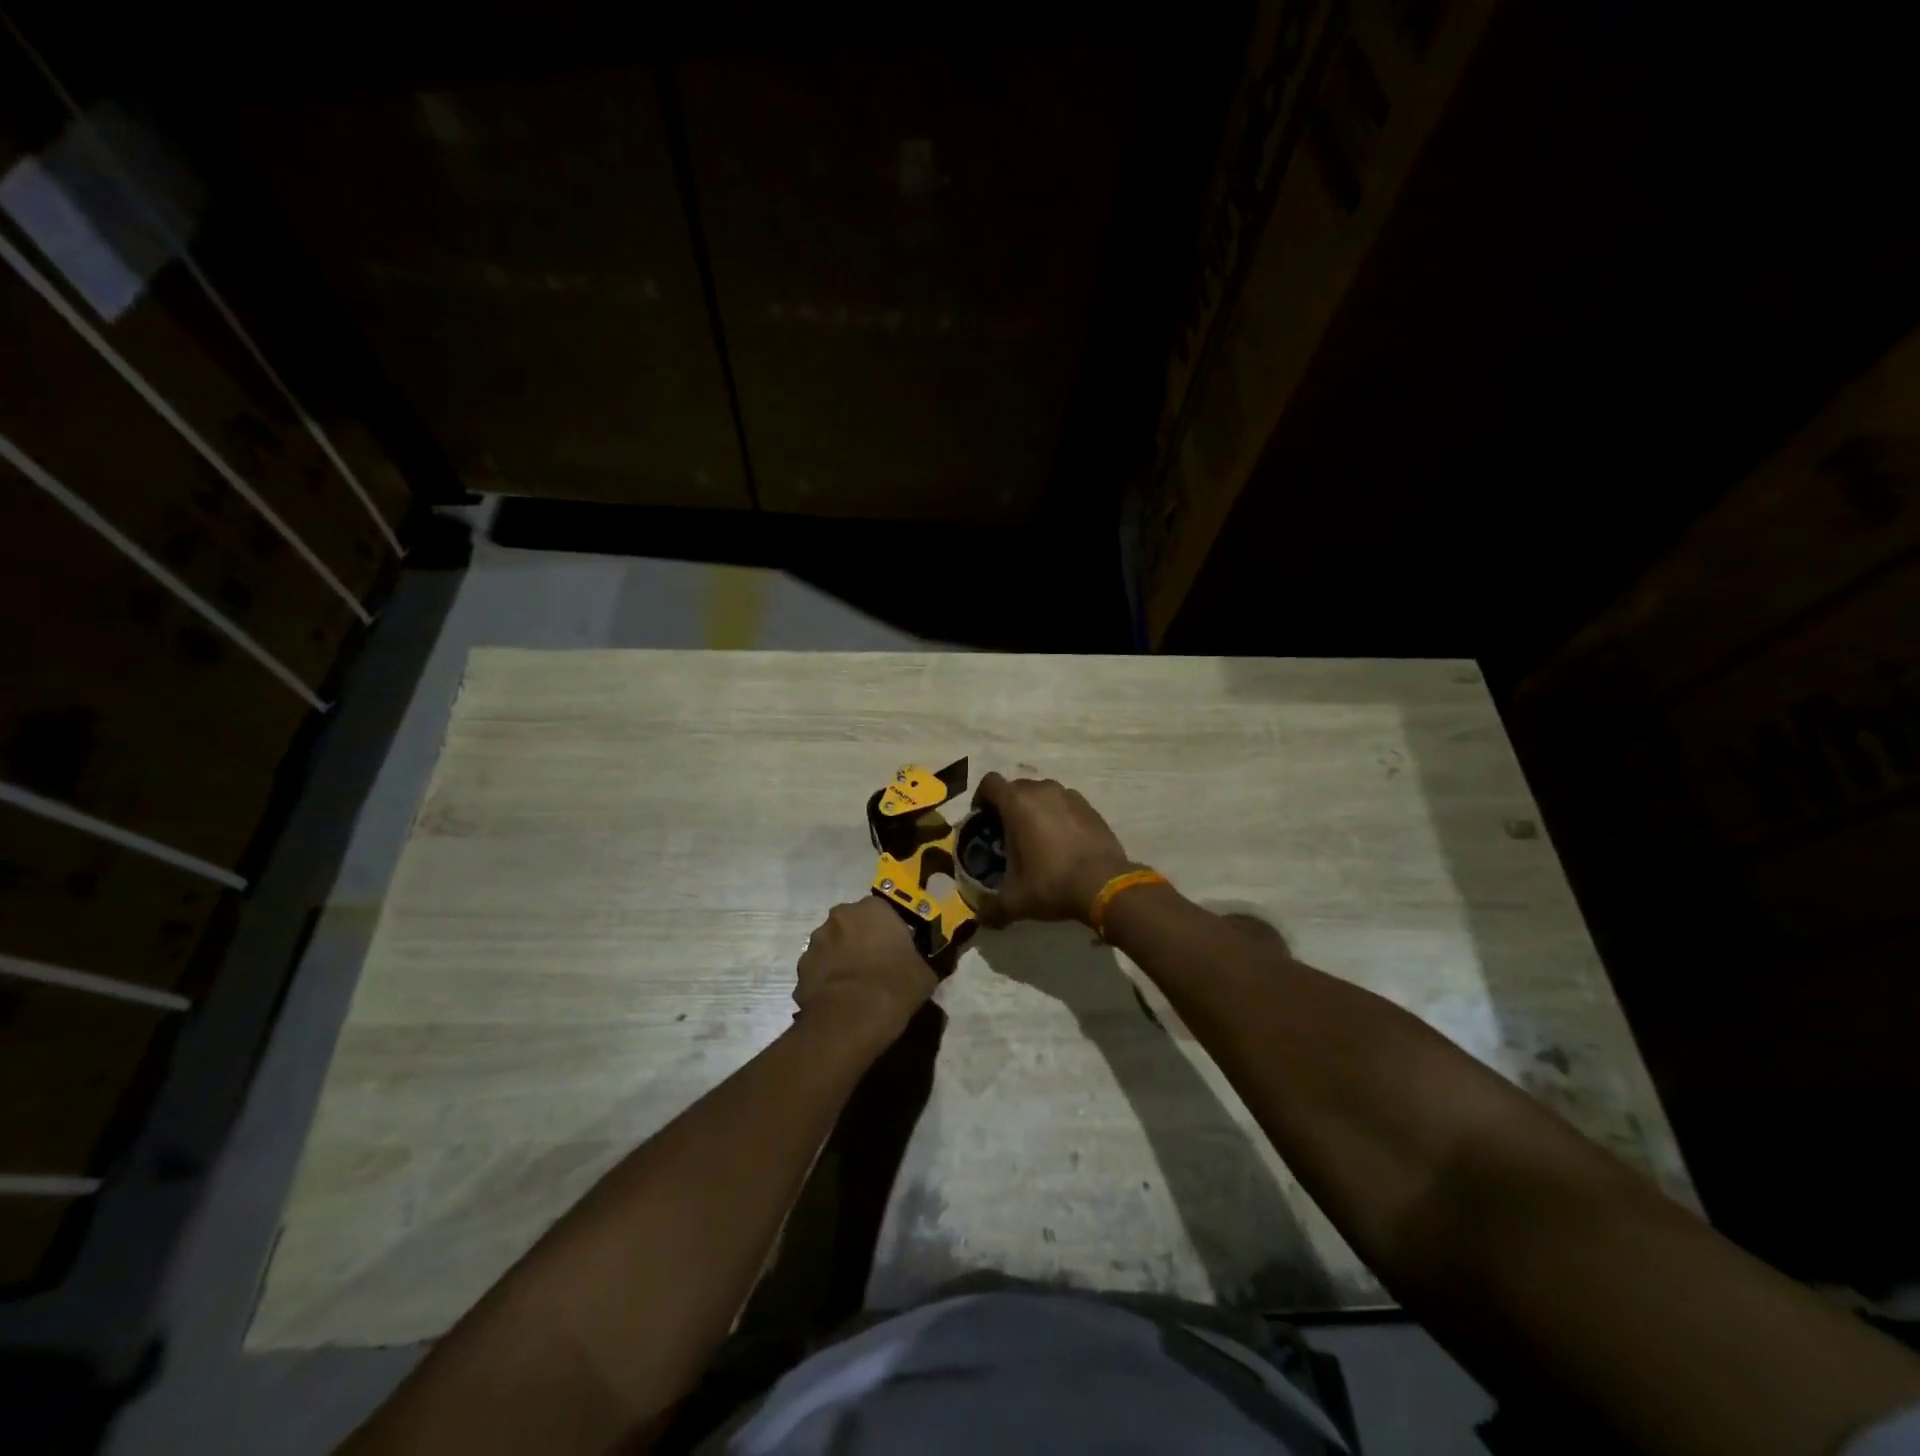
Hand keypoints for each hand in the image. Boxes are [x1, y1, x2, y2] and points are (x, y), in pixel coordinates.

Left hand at [794, 898, 937, 1051]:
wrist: (851, 1018)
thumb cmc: (895, 985)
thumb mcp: (924, 973)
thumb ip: (919, 960)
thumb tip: (919, 967)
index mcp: (872, 909)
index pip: (881, 911)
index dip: (888, 930)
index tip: (895, 949)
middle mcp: (840, 917)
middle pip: (852, 924)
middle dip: (860, 939)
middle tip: (875, 964)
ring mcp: (815, 942)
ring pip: (831, 946)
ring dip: (840, 958)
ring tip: (854, 985)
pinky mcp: (800, 969)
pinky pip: (819, 970)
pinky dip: (827, 979)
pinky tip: (839, 999)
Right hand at [971, 773, 1135, 925]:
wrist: (1105, 884)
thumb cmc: (1052, 884)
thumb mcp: (1014, 901)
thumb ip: (991, 907)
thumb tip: (981, 918)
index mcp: (1017, 803)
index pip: (989, 783)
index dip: (981, 799)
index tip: (982, 821)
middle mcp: (1042, 790)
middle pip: (1015, 788)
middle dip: (1007, 806)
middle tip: (1007, 834)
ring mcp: (1069, 795)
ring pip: (1042, 794)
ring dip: (1034, 809)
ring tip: (1035, 838)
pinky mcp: (1089, 806)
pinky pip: (1064, 803)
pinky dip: (1057, 815)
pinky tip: (1061, 841)